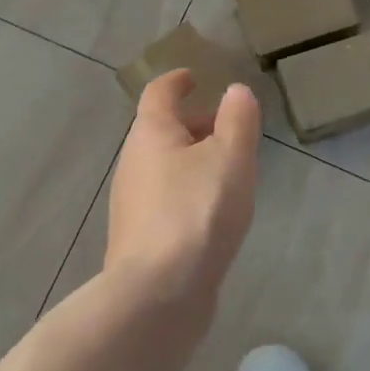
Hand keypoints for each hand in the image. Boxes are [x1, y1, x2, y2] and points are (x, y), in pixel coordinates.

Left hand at [106, 71, 261, 307]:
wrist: (158, 293)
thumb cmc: (197, 211)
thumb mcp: (230, 157)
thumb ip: (237, 119)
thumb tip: (235, 91)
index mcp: (151, 134)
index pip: (159, 93)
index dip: (177, 81)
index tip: (194, 77)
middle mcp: (132, 163)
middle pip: (160, 130)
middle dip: (192, 123)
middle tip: (226, 127)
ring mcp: (131, 203)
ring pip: (163, 166)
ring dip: (191, 159)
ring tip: (228, 170)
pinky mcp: (139, 237)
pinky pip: (165, 198)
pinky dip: (187, 191)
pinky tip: (211, 212)